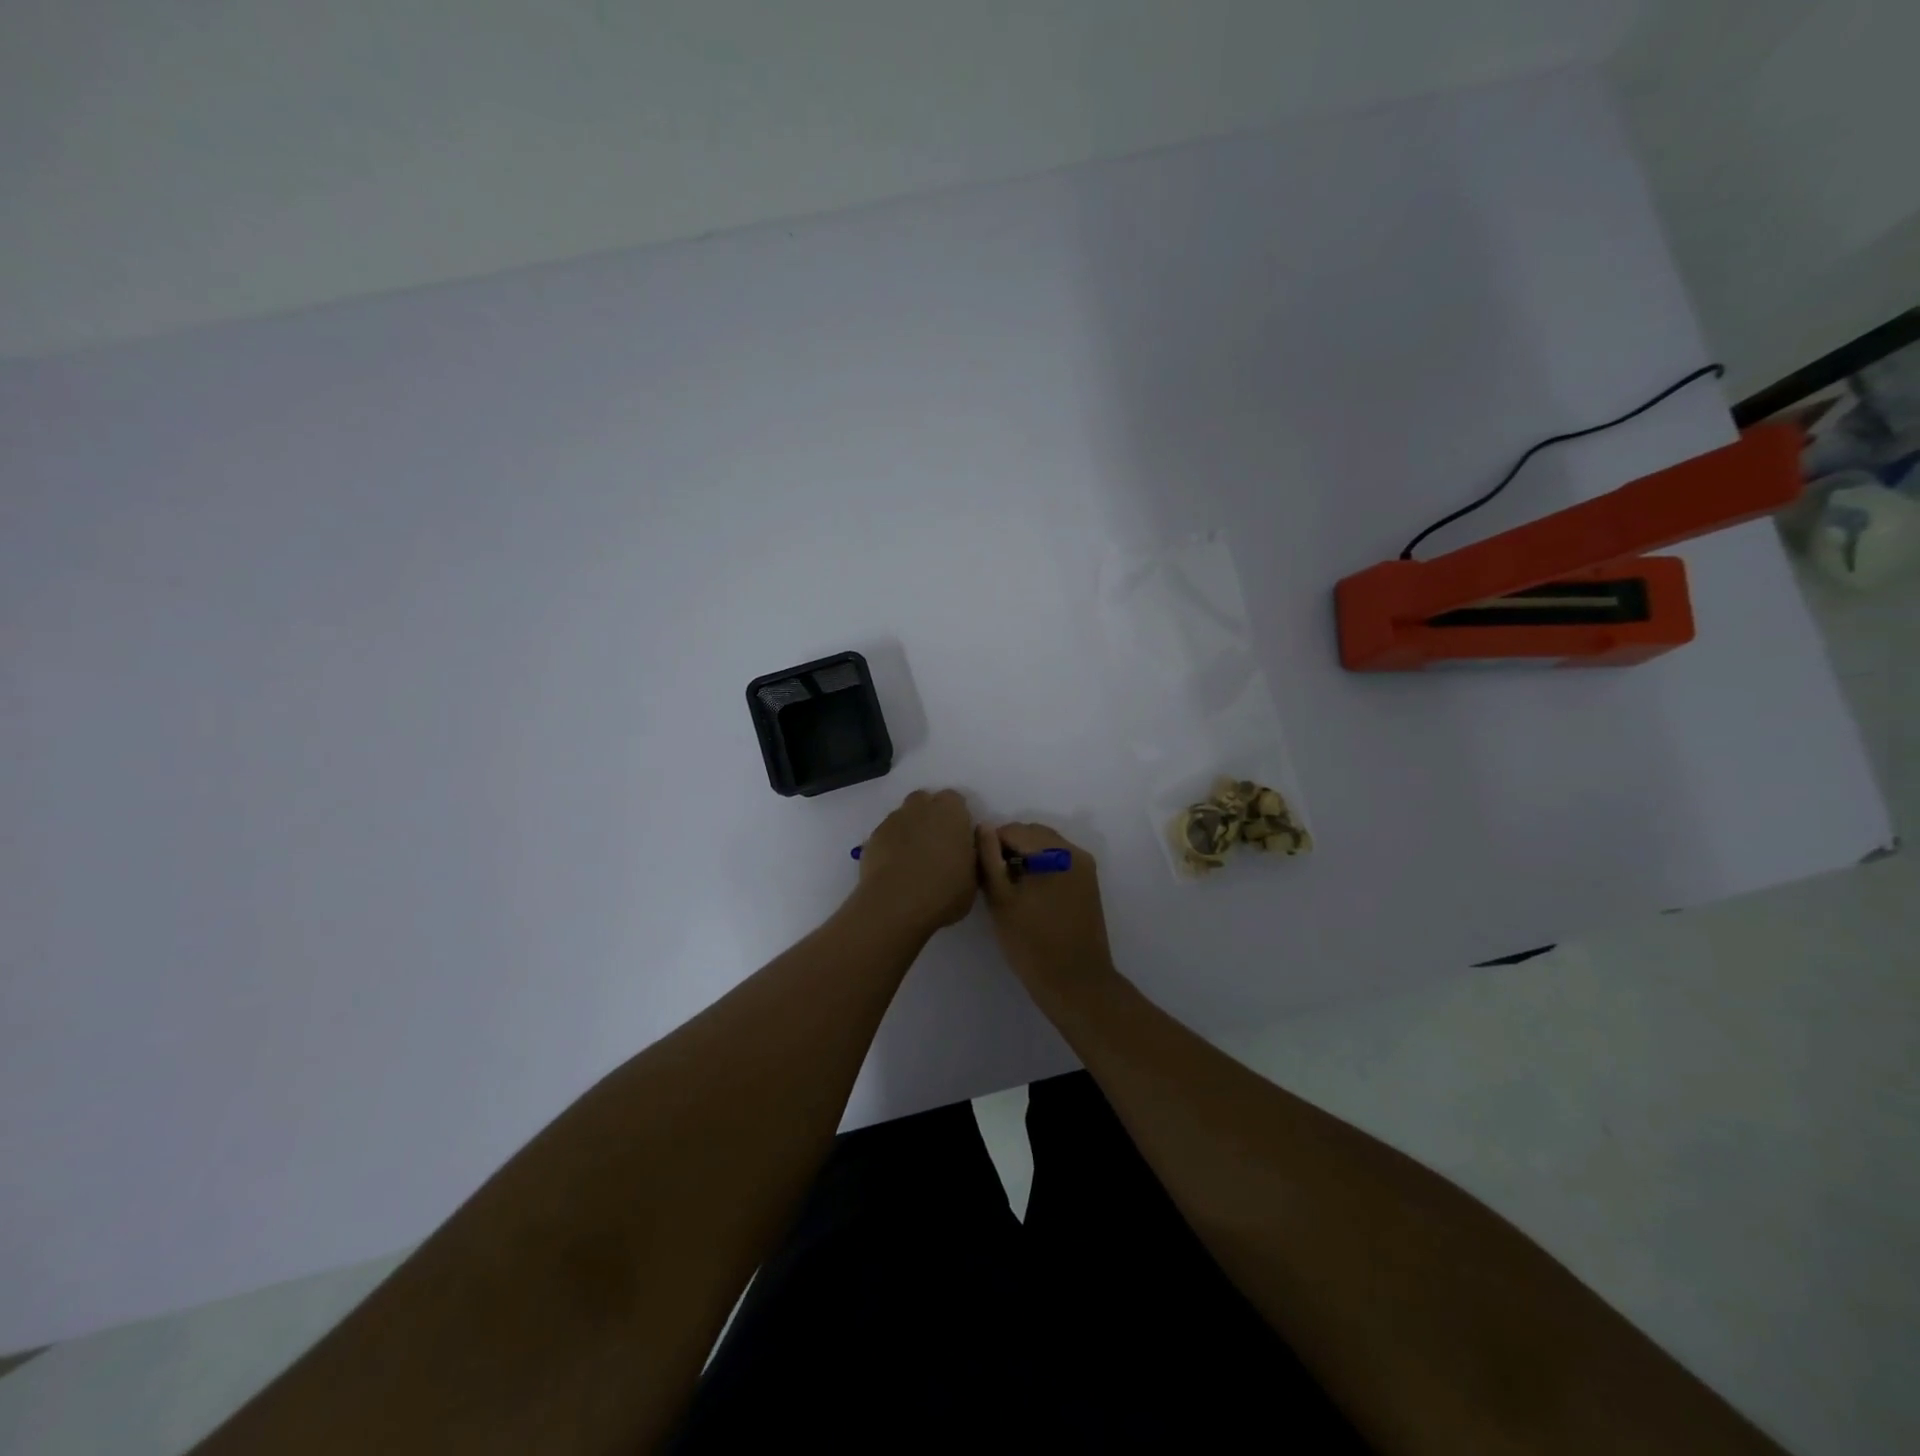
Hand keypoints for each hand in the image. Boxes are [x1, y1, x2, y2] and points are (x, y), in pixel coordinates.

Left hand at [852, 789, 977, 937]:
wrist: (895, 905)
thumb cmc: (944, 891)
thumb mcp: (973, 878)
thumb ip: (970, 854)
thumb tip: (966, 844)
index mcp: (951, 812)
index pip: (955, 800)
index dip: (956, 816)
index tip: (958, 837)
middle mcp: (921, 808)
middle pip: (925, 801)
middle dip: (930, 815)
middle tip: (936, 844)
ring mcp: (894, 820)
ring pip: (904, 816)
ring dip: (910, 828)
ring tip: (913, 857)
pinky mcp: (873, 837)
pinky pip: (887, 833)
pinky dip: (892, 843)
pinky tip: (895, 866)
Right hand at [976, 822, 1116, 1000]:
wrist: (1075, 982)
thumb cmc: (1031, 942)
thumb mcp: (1000, 899)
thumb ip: (988, 859)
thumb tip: (983, 828)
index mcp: (1055, 852)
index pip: (1014, 830)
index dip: (991, 843)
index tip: (979, 866)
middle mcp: (1075, 852)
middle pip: (1033, 835)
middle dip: (1010, 847)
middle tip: (992, 876)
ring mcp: (1085, 868)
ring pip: (1046, 848)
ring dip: (1025, 857)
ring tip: (1009, 886)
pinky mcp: (1088, 884)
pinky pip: (1059, 862)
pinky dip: (1041, 868)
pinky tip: (1029, 893)